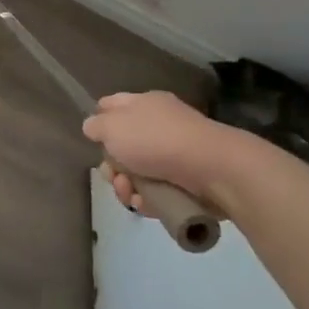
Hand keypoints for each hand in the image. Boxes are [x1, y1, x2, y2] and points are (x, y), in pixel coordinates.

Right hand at [81, 91, 253, 214]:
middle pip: (121, 145)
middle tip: (114, 175)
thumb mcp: (112, 127)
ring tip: (130, 194)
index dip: (98, 121)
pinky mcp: (188, 179)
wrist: (214, 169)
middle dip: (111, 165)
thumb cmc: (156, 140)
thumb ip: (95, 126)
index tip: (94, 140)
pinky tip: (146, 204)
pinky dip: (148, 199)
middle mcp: (159, 124)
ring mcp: (175, 152)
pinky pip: (158, 189)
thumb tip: (93, 128)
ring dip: (127, 186)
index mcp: (143, 104)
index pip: (111, 105)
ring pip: (137, 171)